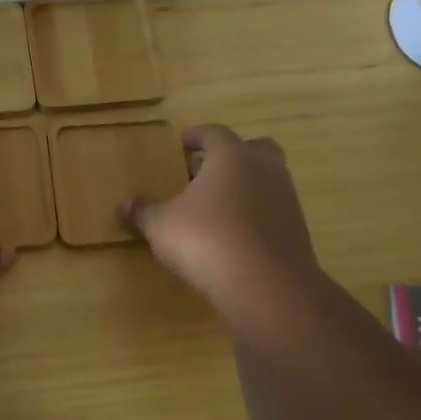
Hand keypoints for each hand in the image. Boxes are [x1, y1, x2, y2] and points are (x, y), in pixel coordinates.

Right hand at [125, 124, 320, 324]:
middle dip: (228, 157)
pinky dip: (254, 215)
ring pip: (264, 180)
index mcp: (231, 155)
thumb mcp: (161, 225)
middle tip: (202, 172)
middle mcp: (264, 168)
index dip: (195, 137)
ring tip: (215, 206)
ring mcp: (286, 198)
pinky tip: (233, 234)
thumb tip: (124, 204)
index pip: (213, 133)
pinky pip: (271, 210)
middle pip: (250, 149)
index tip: (180, 143)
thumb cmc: (206, 239)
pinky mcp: (296, 229)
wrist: (265, 285)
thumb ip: (143, 211)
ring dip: (243, 186)